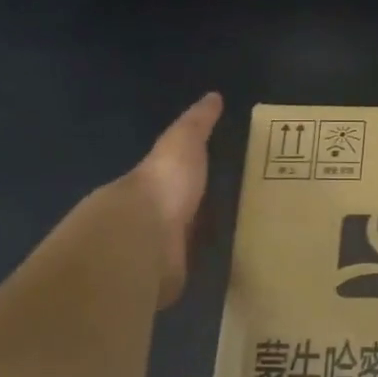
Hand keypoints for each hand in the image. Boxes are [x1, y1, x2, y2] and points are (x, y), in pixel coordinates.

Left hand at [129, 92, 222, 306]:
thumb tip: (213, 96)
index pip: (174, 178)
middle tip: (231, 214)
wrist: (142, 235)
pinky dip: (198, 272)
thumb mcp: (183, 142)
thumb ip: (196, 123)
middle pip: (177, 213)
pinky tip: (222, 272)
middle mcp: (153, 216)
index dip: (191, 178)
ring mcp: (157, 250)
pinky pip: (185, 274)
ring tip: (234, 244)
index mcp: (155, 183)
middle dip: (195, 215)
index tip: (215, 181)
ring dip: (196, 245)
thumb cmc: (164, 184)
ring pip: (180, 245)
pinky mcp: (165, 280)